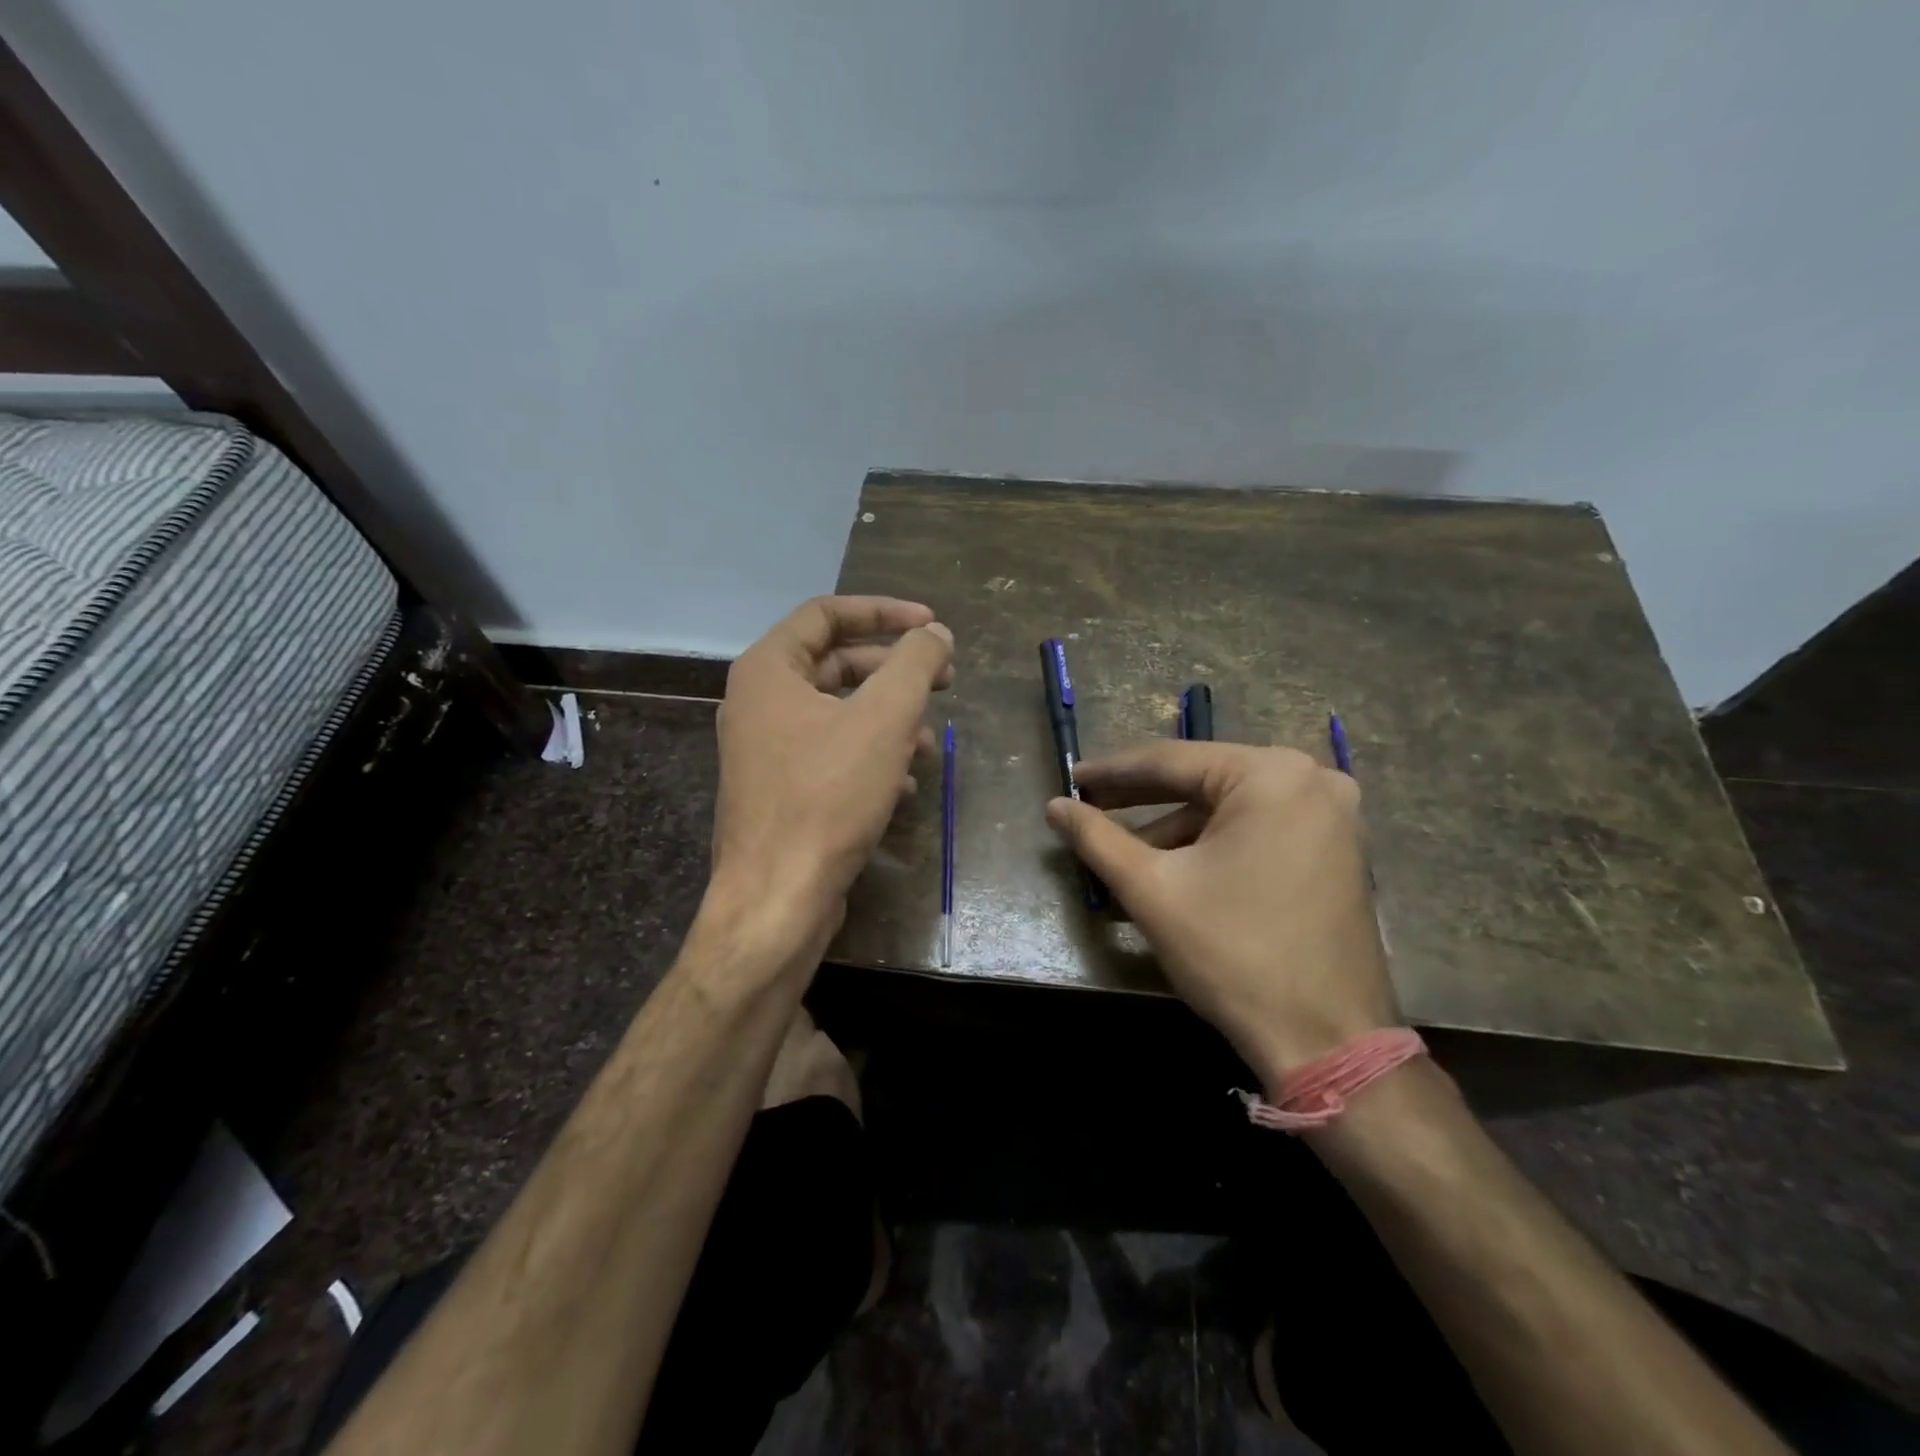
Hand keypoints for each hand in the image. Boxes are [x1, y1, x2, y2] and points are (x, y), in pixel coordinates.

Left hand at [709, 595, 952, 949]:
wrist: (778, 898)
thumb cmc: (828, 796)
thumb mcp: (883, 718)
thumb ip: (915, 663)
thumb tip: (936, 634)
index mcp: (768, 671)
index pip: (827, 614)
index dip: (884, 612)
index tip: (933, 627)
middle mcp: (759, 703)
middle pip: (836, 664)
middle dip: (894, 671)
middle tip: (944, 680)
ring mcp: (767, 751)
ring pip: (839, 714)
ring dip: (889, 719)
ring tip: (929, 743)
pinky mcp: (781, 792)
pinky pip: (832, 756)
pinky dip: (871, 758)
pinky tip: (906, 785)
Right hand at [1046, 741, 1397, 1086]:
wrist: (1327, 1042)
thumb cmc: (1234, 954)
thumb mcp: (1152, 890)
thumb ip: (1097, 838)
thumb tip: (1054, 806)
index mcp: (1271, 775)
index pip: (1173, 760)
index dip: (1113, 771)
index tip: (1071, 779)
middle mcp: (1311, 780)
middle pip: (1203, 782)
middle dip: (1142, 801)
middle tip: (1089, 807)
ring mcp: (1332, 816)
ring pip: (1229, 810)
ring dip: (1174, 831)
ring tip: (1123, 857)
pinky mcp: (1336, 850)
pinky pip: (1257, 831)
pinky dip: (1212, 846)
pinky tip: (1172, 872)